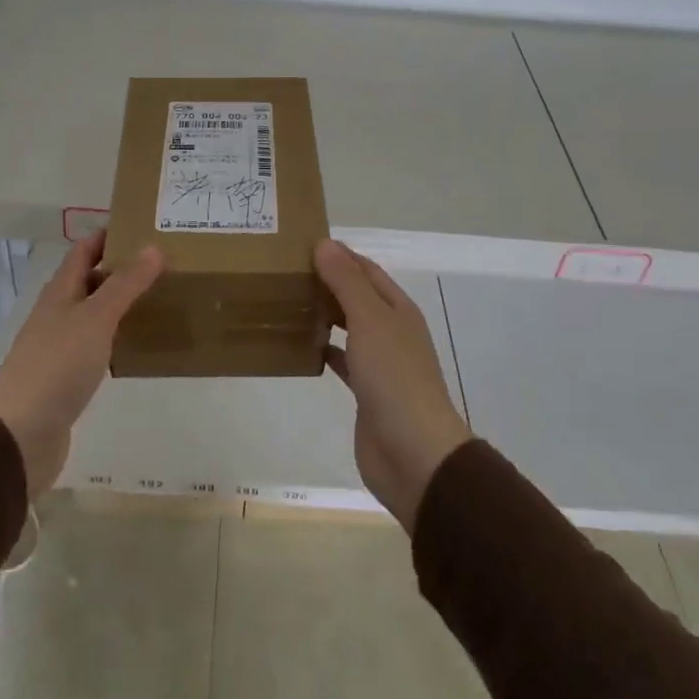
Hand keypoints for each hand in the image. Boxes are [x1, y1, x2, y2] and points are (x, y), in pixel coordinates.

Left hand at [0, 233, 162, 499]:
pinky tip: (141, 344)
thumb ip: (125, 284)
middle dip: (124, 269)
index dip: (111, 235)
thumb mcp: (95, 318)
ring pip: (96, 313)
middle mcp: (59, 313)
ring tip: (162, 298)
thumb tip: (153, 246)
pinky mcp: (69, 377)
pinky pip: (99, 346)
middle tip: (167, 264)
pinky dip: (119, 338)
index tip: (147, 227)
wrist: (20, 435)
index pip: (85, 250)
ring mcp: (62, 346)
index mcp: (61, 292)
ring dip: (124, 304)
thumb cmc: (57, 366)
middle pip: (92, 280)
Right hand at [316, 239, 473, 531]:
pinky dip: (323, 349)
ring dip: (323, 314)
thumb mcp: (370, 321)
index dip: (339, 254)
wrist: (414, 454)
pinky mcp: (366, 392)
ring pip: (348, 327)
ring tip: (287, 301)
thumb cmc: (394, 378)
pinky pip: (341, 360)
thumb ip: (347, 282)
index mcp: (398, 309)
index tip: (301, 244)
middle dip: (327, 282)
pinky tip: (301, 345)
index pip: (366, 270)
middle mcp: (391, 331)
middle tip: (285, 272)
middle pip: (357, 297)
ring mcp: (380, 363)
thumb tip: (324, 244)